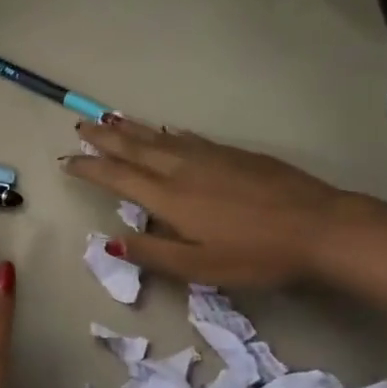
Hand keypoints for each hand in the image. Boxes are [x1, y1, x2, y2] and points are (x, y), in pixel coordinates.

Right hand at [63, 116, 346, 286]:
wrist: (318, 226)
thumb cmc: (257, 255)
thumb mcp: (201, 268)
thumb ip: (154, 254)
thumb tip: (110, 241)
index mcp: (170, 198)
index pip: (119, 178)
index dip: (91, 169)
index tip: (67, 161)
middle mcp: (182, 170)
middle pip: (135, 149)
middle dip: (105, 139)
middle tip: (81, 127)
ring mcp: (209, 157)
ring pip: (159, 139)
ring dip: (131, 130)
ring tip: (109, 119)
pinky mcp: (233, 154)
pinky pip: (187, 138)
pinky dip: (166, 133)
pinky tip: (164, 131)